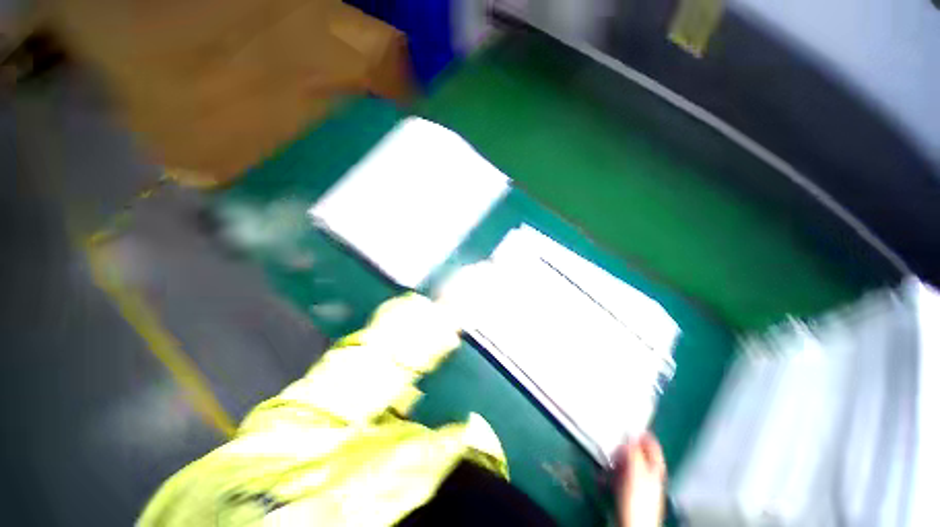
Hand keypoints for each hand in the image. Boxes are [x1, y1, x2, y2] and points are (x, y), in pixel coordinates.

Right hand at [614, 433, 665, 526]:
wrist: (632, 525)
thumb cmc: (638, 500)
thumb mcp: (636, 471)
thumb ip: (634, 451)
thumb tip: (630, 432)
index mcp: (655, 469)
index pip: (653, 446)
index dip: (644, 434)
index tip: (633, 422)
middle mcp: (649, 474)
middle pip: (639, 453)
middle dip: (626, 445)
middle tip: (616, 438)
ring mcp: (638, 483)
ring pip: (627, 463)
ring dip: (616, 457)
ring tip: (608, 454)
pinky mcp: (627, 491)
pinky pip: (618, 474)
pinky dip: (611, 470)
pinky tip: (605, 470)